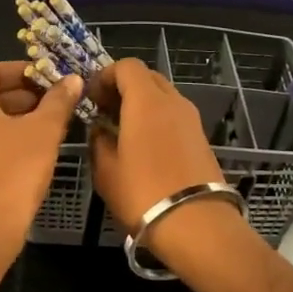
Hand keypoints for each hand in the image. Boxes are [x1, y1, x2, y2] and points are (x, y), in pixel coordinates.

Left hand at [0, 61, 81, 242]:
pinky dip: (8, 141)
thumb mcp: (43, 132)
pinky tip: (35, 154)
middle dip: (24, 96)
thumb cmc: (12, 171)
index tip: (49, 77)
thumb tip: (72, 80)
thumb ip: (58, 102)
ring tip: (52, 127)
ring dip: (18, 120)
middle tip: (57, 102)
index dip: (21, 70)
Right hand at [87, 58, 240, 242]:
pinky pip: (174, 116)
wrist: (198, 225)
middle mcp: (173, 101)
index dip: (105, 76)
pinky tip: (143, 147)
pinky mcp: (201, 139)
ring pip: (163, 96)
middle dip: (123, 87)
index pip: (126, 66)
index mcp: (147, 101)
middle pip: (147, 77)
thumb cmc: (143, 194)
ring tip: (122, 131)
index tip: (91, 99)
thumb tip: (99, 129)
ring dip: (141, 104)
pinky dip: (156, 119)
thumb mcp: (106, 170)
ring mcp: (191, 119)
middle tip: (104, 111)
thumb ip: (98, 141)